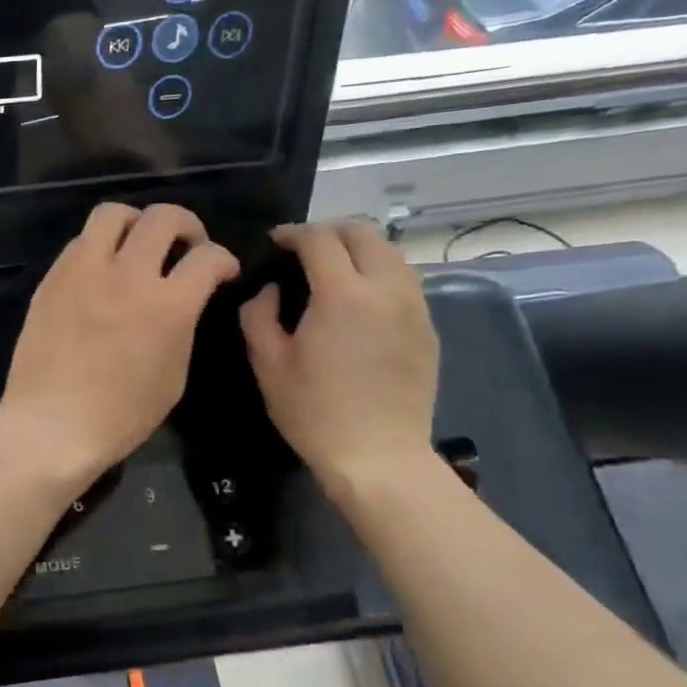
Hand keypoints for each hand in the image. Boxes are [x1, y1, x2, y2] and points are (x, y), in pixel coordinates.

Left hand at [0, 202, 238, 489]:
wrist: (51, 425)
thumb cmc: (121, 415)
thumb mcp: (173, 377)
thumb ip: (182, 327)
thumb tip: (181, 303)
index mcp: (167, 305)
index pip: (208, 257)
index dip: (224, 259)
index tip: (222, 270)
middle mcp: (127, 275)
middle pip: (163, 217)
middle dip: (186, 225)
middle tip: (187, 245)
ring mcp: (84, 272)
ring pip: (113, 213)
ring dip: (136, 222)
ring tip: (138, 244)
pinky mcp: (52, 279)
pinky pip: (79, 242)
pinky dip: (99, 245)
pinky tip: (101, 269)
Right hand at [239, 221, 438, 497]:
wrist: (378, 456)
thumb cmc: (314, 412)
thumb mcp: (268, 364)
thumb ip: (258, 315)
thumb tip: (270, 290)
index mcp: (342, 294)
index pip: (319, 239)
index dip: (293, 233)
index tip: (275, 240)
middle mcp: (386, 289)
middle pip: (364, 232)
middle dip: (330, 230)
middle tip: (303, 248)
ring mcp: (414, 307)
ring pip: (391, 253)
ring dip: (359, 249)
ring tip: (333, 268)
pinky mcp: (427, 328)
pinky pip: (404, 281)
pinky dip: (379, 273)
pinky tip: (359, 299)